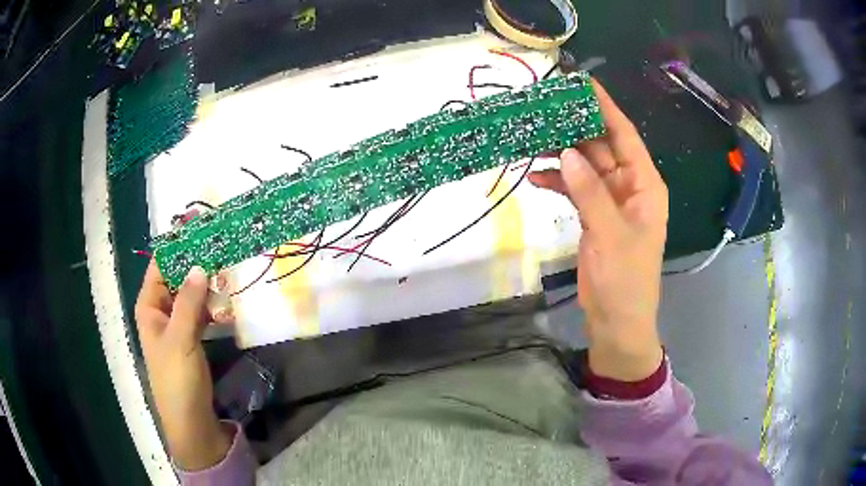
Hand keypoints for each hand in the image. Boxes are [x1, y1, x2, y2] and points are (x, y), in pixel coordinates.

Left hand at [135, 262, 233, 470]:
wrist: (192, 422)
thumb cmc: (177, 380)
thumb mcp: (181, 339)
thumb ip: (189, 302)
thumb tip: (199, 265)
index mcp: (149, 306)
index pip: (161, 266)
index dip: (179, 248)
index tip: (203, 231)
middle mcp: (161, 311)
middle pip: (177, 279)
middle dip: (197, 265)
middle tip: (223, 250)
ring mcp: (177, 325)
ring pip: (191, 295)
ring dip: (207, 286)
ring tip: (229, 271)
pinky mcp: (192, 338)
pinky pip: (201, 313)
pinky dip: (212, 306)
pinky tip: (228, 302)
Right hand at [529, 80, 667, 381]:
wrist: (616, 320)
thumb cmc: (625, 280)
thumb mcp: (611, 235)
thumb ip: (590, 192)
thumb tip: (566, 152)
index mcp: (644, 185)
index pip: (625, 135)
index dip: (605, 107)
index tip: (581, 83)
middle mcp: (629, 186)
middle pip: (601, 146)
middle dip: (574, 128)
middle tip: (543, 108)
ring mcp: (610, 200)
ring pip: (584, 165)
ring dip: (560, 153)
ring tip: (530, 138)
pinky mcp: (593, 215)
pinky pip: (575, 188)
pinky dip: (557, 180)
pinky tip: (535, 175)